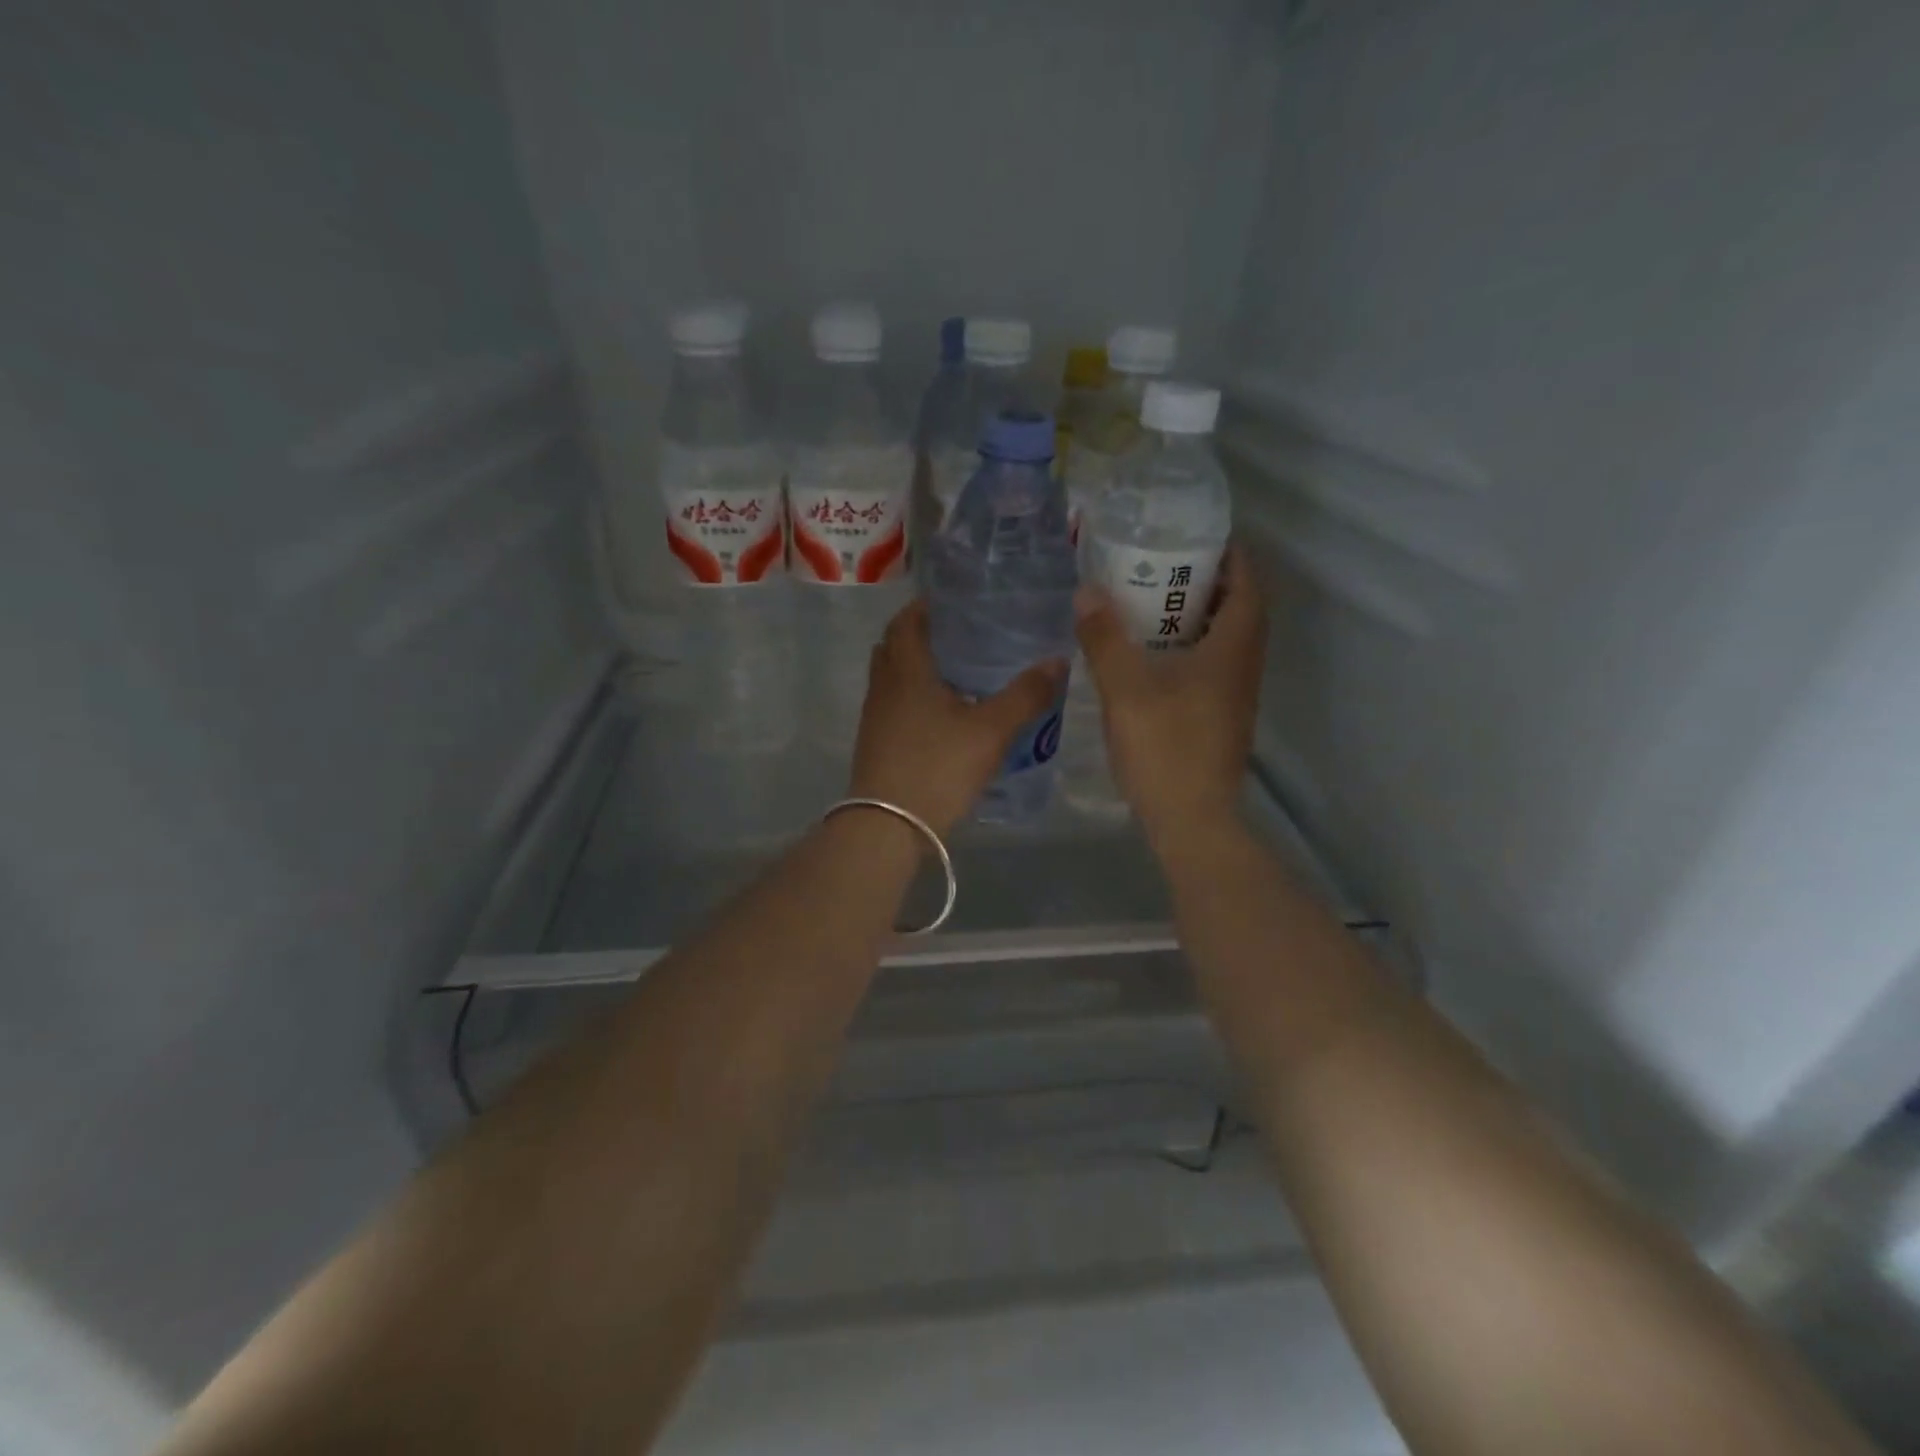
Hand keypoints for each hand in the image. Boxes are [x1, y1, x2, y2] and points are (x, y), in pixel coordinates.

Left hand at [850, 599, 1065, 836]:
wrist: (888, 826)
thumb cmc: (938, 767)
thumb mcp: (991, 730)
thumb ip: (1026, 695)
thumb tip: (1057, 660)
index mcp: (906, 671)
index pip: (906, 621)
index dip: (924, 606)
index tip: (953, 601)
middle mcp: (884, 687)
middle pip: (893, 646)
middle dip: (920, 634)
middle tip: (958, 634)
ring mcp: (875, 717)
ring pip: (892, 678)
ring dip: (915, 668)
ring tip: (956, 672)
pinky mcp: (875, 744)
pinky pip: (893, 705)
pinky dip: (913, 698)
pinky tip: (943, 715)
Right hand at [1075, 542, 1267, 847]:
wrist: (1191, 819)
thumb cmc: (1165, 747)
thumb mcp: (1125, 688)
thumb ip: (1105, 638)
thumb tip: (1087, 591)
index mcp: (1233, 648)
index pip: (1248, 583)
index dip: (1230, 554)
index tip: (1197, 535)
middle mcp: (1244, 666)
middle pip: (1238, 608)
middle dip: (1208, 581)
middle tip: (1164, 565)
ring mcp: (1235, 695)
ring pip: (1225, 640)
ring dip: (1198, 616)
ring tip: (1151, 603)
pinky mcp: (1220, 718)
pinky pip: (1212, 665)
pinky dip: (1190, 647)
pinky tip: (1151, 656)